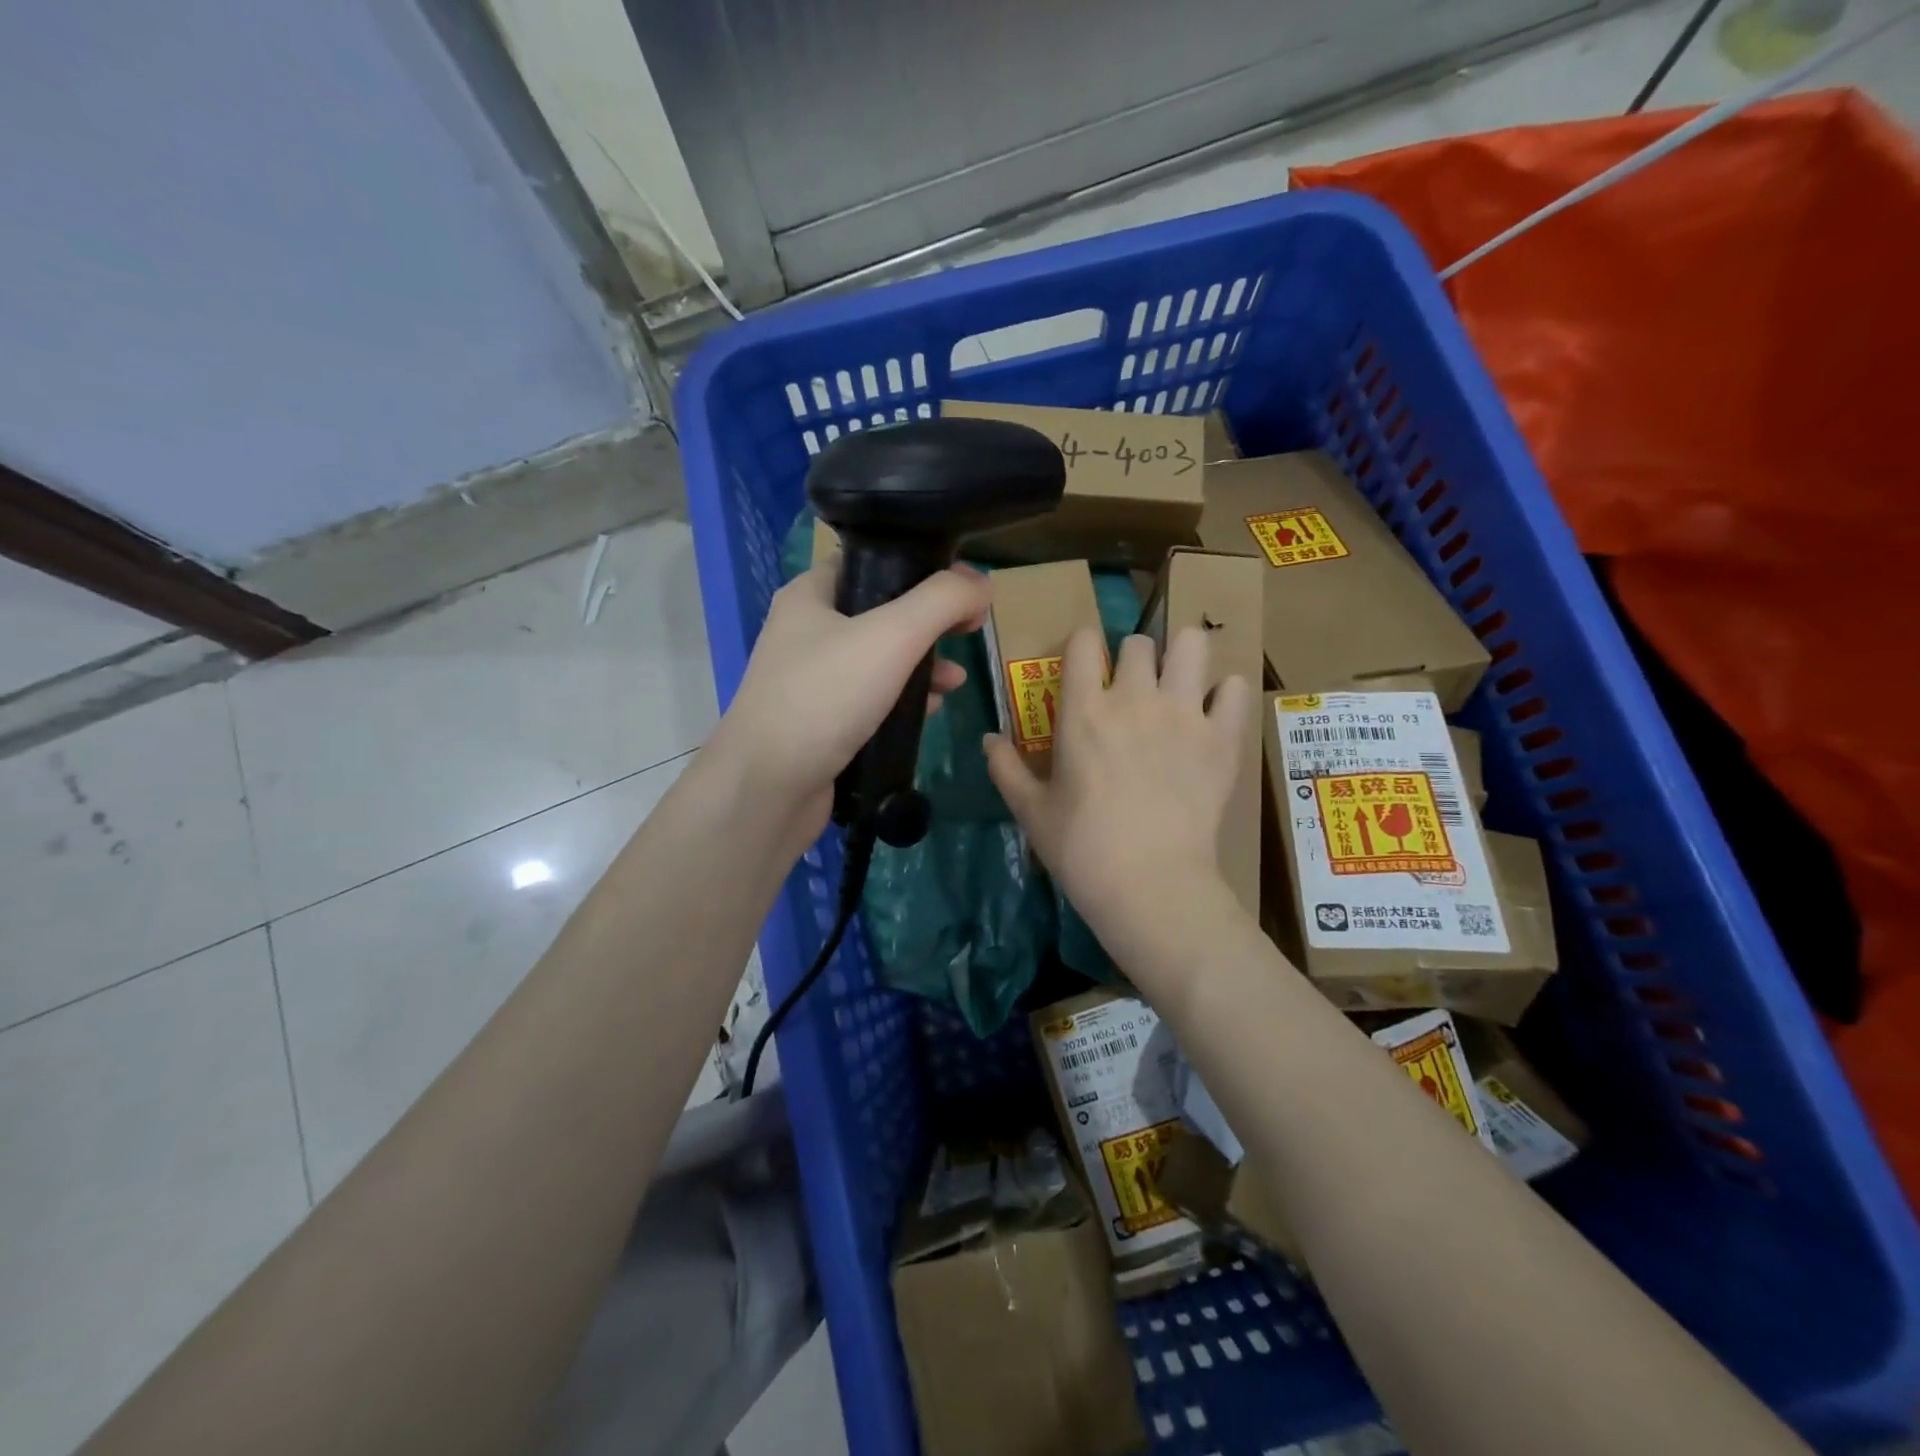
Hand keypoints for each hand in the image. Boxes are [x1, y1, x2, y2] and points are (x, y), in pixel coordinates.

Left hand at [709, 556, 988, 838]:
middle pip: (882, 612)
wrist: (767, 787)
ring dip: (921, 666)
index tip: (965, 589)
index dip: (923, 569)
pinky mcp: (821, 722)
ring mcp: (812, 680)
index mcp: (811, 595)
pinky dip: (902, 700)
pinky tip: (929, 711)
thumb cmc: (824, 698)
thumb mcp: (891, 636)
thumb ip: (941, 601)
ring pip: (880, 660)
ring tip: (955, 681)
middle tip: (968, 632)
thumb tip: (981, 581)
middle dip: (929, 624)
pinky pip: (871, 699)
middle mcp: (807, 631)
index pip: (873, 562)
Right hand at [986, 625, 1250, 950]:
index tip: (1084, 664)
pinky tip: (1215, 711)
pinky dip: (1226, 693)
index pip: (1083, 642)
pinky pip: (1236, 689)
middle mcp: (1134, 698)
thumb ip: (1005, 769)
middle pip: (1139, 642)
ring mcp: (1184, 713)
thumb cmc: (1081, 849)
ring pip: (1193, 645)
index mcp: (1083, 710)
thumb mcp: (1031, 812)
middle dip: (1133, 656)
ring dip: (1183, 655)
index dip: (1083, 644)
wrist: (1149, 885)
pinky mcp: (1223, 738)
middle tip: (1132, 686)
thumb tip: (987, 740)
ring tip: (1179, 681)